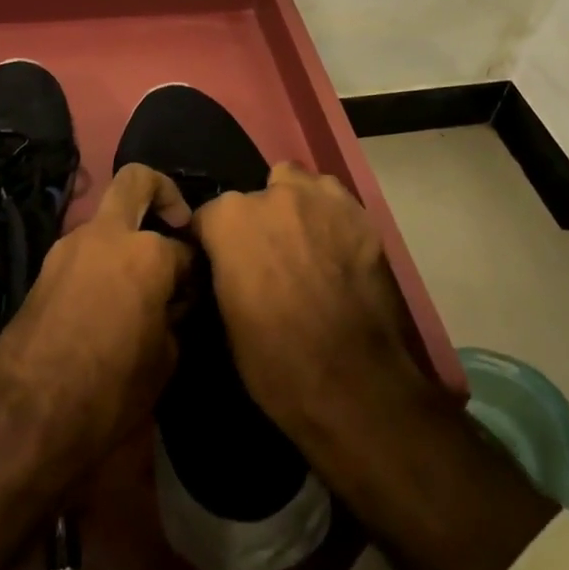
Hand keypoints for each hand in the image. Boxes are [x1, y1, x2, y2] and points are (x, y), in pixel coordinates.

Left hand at [0, 164, 193, 488]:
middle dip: (163, 192)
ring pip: (106, 220)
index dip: (194, 270)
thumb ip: (174, 316)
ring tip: (140, 285)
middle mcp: (106, 234)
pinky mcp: (45, 267)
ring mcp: (70, 246)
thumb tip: (172, 302)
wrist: (27, 416)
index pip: (184, 248)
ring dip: (126, 237)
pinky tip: (110, 302)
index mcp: (146, 252)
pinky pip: (84, 251)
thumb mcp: (164, 360)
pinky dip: (102, 262)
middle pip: (137, 180)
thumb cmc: (110, 390)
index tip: (195, 291)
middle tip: (176, 223)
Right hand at [189, 161, 436, 444]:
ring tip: (305, 244)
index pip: (208, 216)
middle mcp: (273, 195)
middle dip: (258, 220)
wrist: (355, 384)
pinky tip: (338, 251)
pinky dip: (331, 219)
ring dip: (296, 207)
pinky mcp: (361, 215)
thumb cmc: (276, 362)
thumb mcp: (226, 319)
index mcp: (230, 219)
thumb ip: (223, 271)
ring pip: (299, 185)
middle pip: (256, 195)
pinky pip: (336, 203)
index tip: (222, 265)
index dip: (213, 242)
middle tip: (270, 257)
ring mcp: (321, 199)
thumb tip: (226, 264)